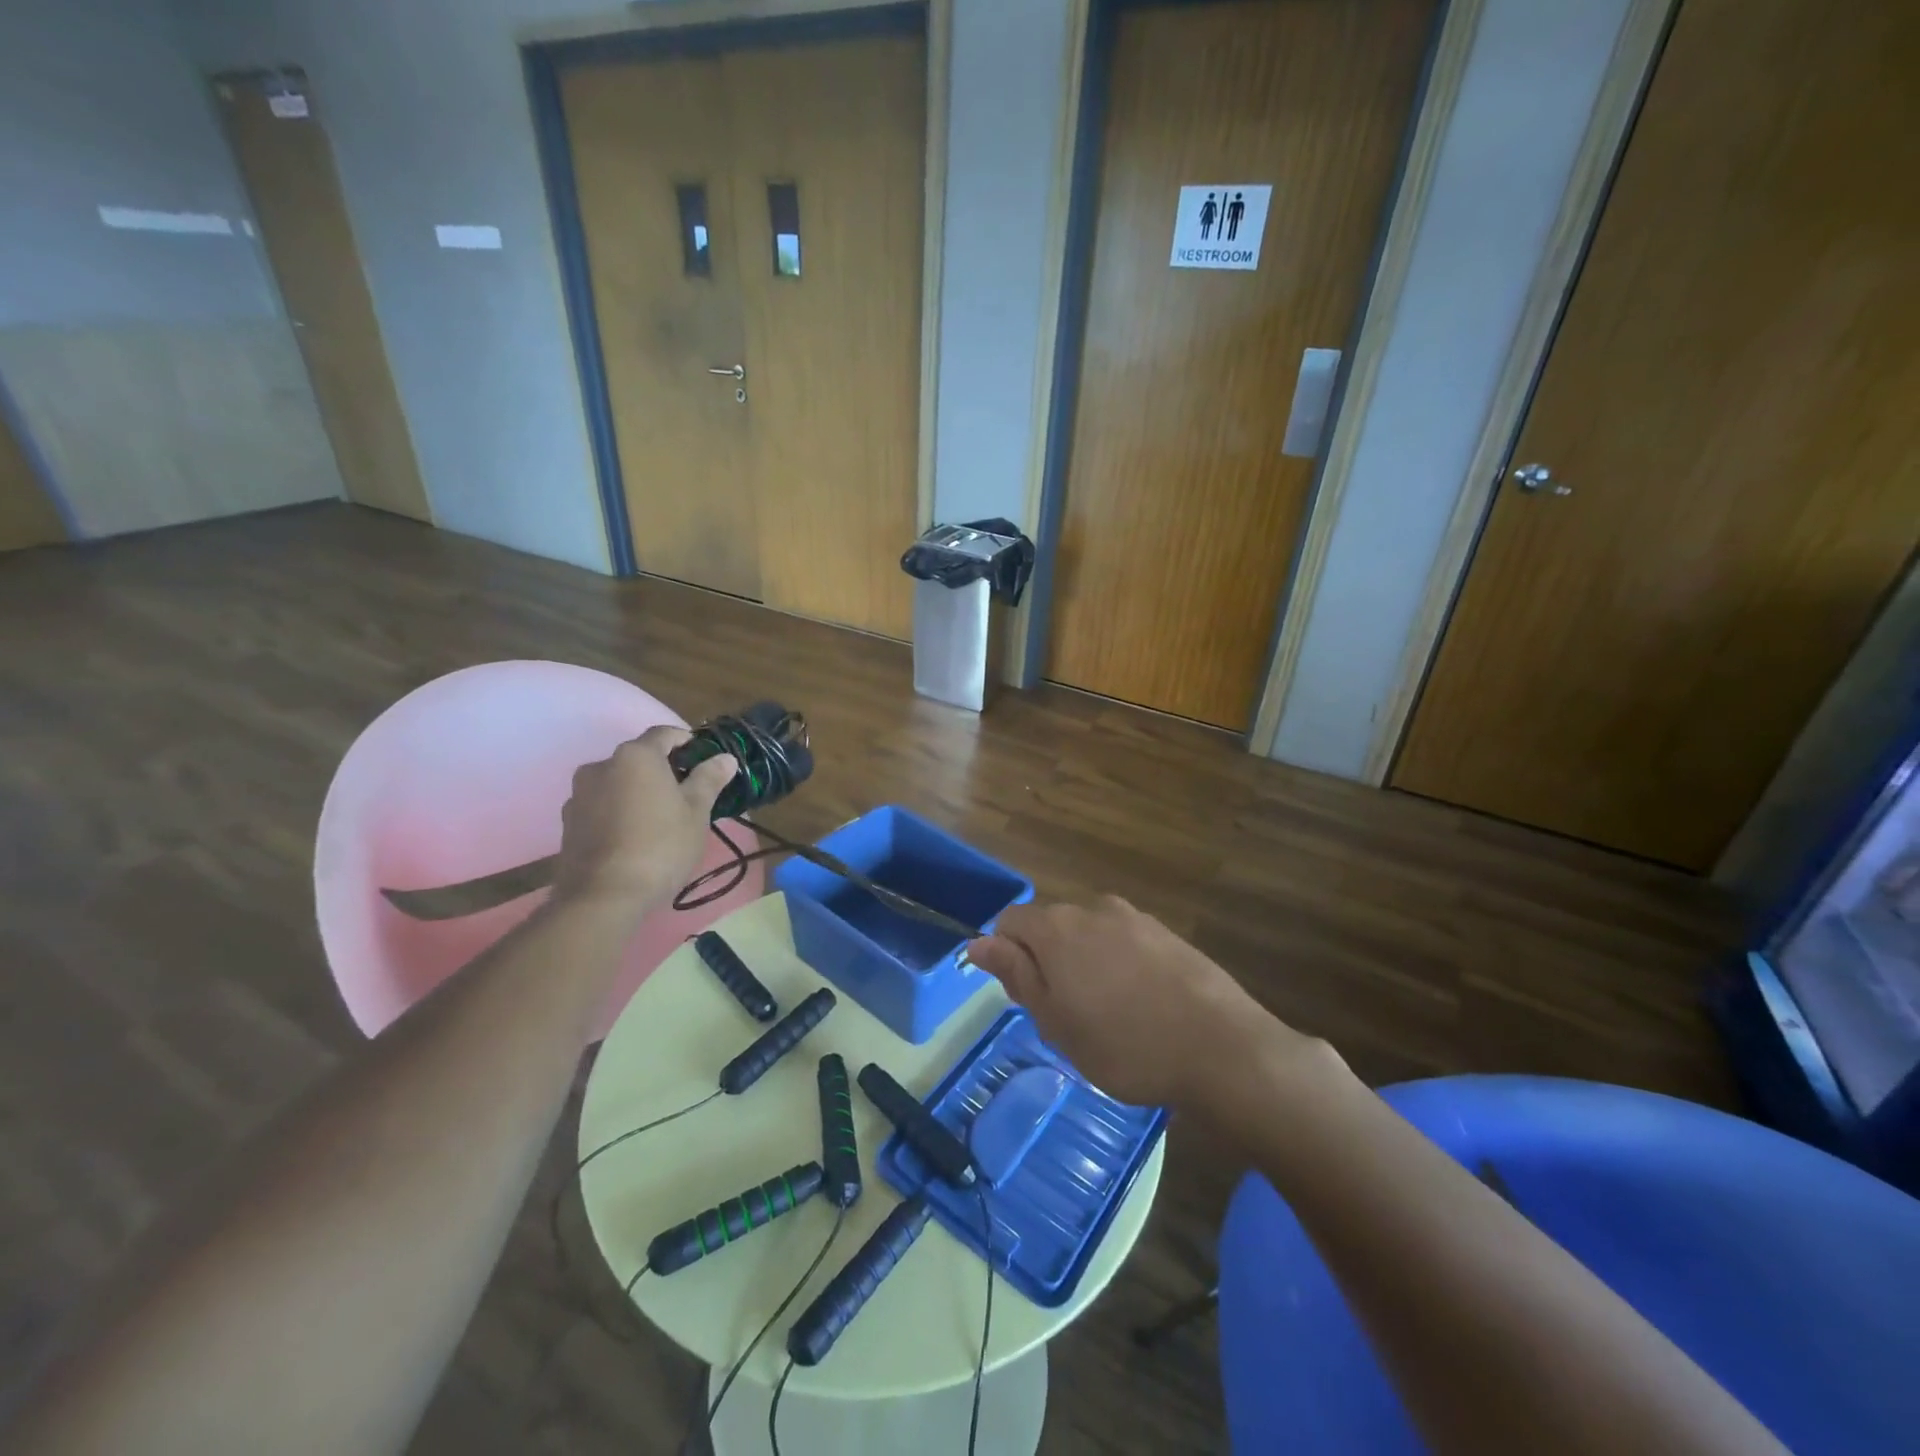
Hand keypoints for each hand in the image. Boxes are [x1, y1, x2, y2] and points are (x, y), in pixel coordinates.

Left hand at [550, 726, 735, 915]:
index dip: (686, 741)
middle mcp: (601, 765)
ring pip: (616, 782)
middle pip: (637, 758)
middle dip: (661, 769)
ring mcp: (578, 794)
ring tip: (657, 817)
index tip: (703, 759)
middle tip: (686, 793)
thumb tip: (725, 758)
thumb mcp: (696, 812)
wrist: (604, 896)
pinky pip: (600, 805)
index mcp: (636, 756)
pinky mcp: (567, 822)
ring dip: (636, 791)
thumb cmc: (661, 846)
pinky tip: (632, 835)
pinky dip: (617, 811)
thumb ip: (709, 779)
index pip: (664, 734)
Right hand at [966, 896, 1313, 1109]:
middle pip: (1051, 925)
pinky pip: (1125, 941)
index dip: (1007, 956)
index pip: (1009, 921)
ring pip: (1089, 934)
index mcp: (1057, 928)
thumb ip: (1016, 974)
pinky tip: (1142, 1005)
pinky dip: (1119, 964)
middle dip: (1047, 961)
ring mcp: (1134, 917)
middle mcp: (1092, 909)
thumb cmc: (1124, 1045)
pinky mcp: (1167, 932)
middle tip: (1066, 1016)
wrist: (1222, 1048)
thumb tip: (977, 942)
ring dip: (1085, 963)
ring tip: (1108, 1014)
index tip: (1026, 998)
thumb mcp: (1055, 1022)